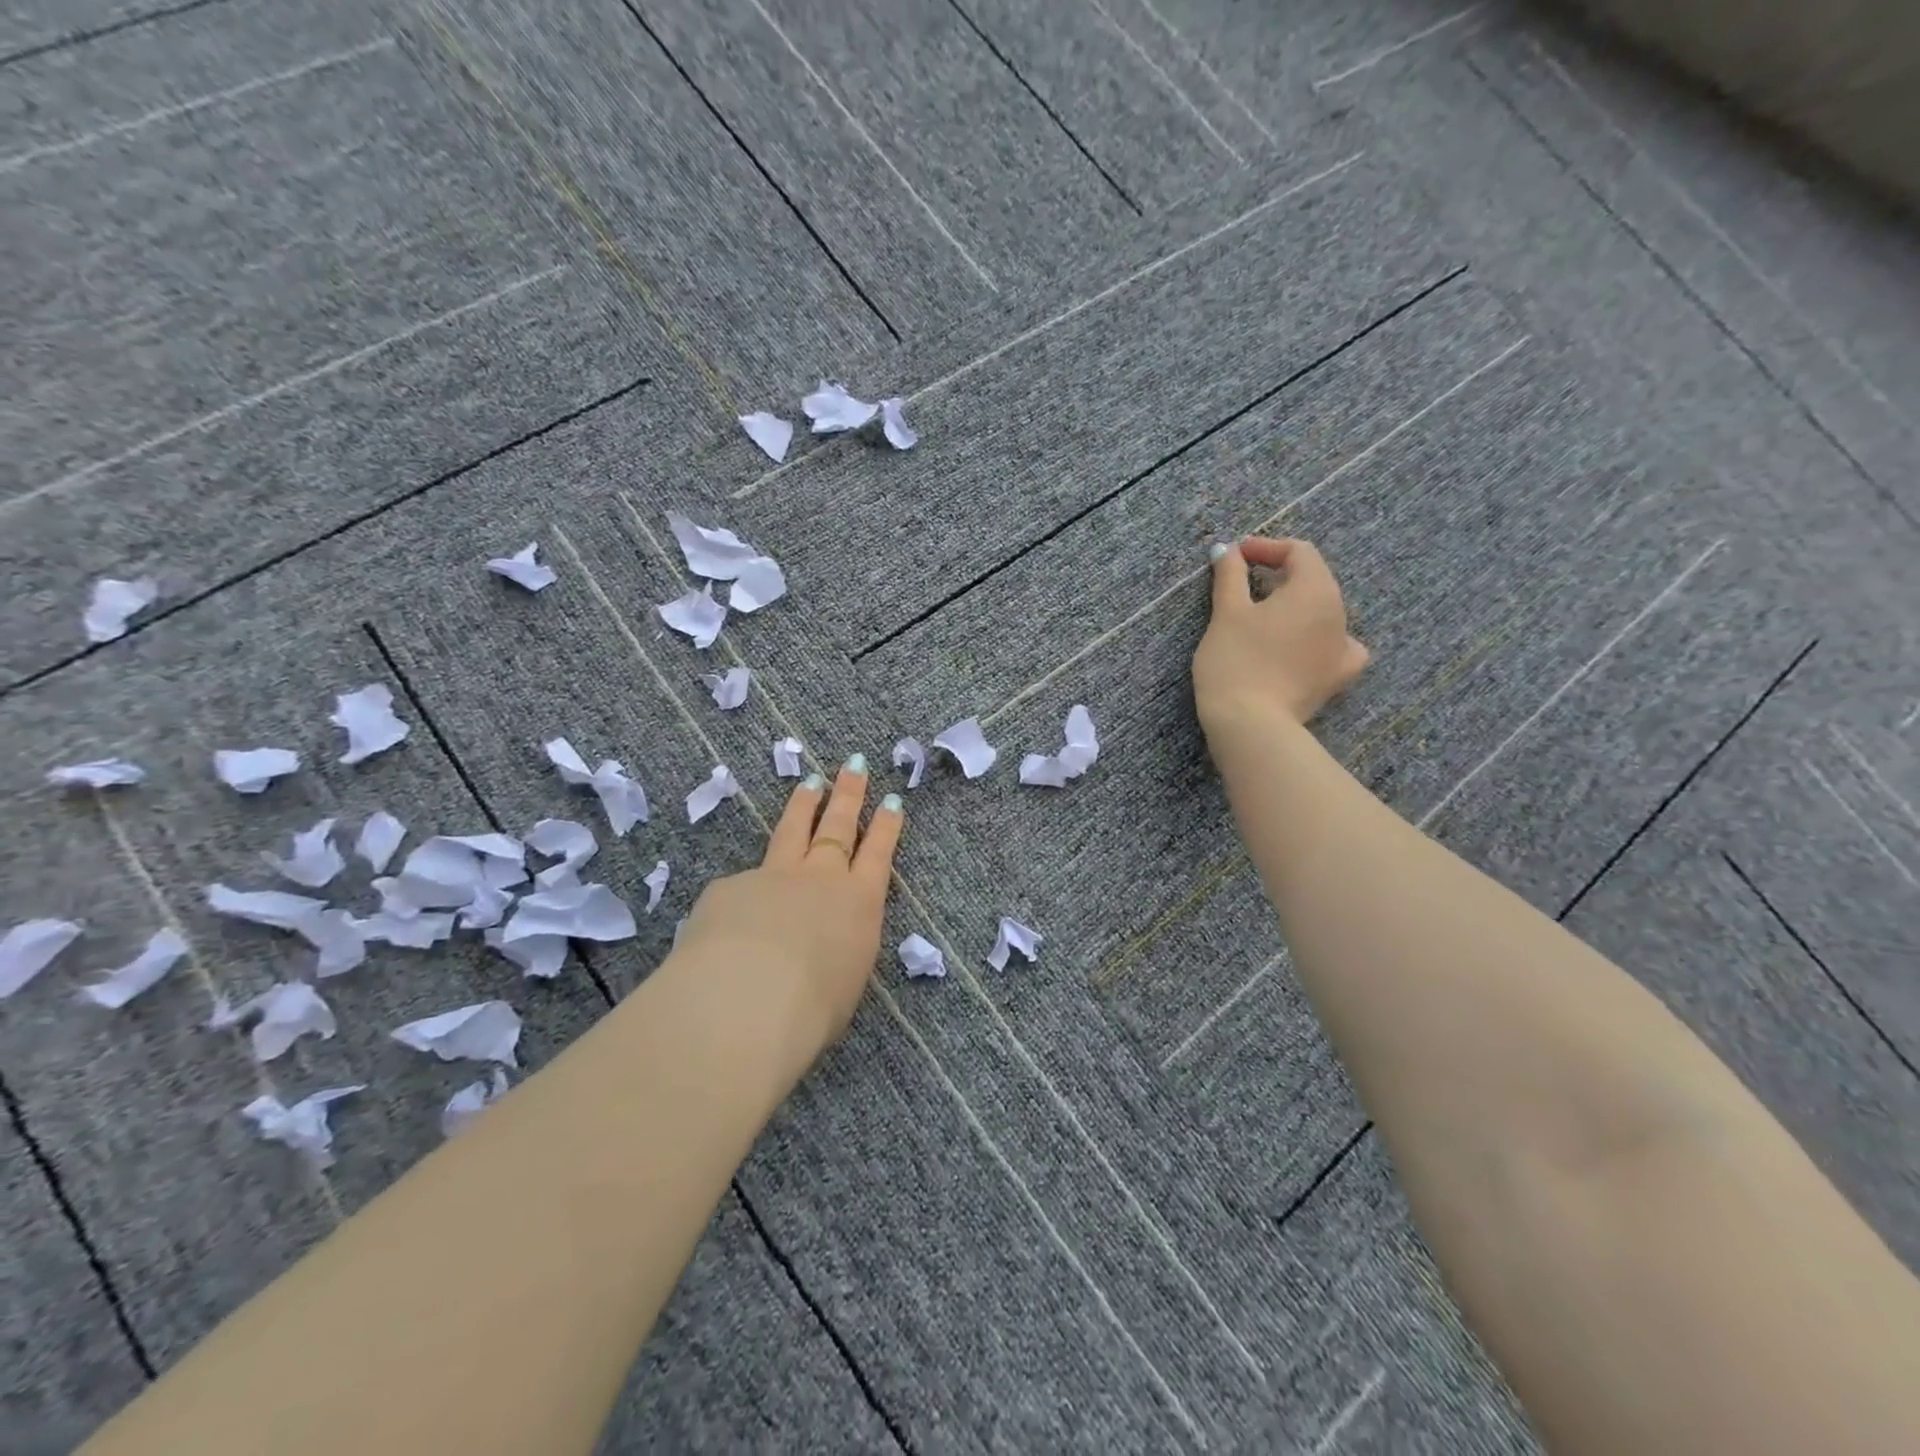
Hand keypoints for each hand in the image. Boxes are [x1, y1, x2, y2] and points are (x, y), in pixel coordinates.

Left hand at [671, 760, 902, 1066]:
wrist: (747, 1000)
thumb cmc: (812, 1007)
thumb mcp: (843, 982)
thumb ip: (837, 952)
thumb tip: (822, 945)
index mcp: (858, 903)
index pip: (877, 854)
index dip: (885, 827)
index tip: (891, 800)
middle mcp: (819, 879)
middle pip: (837, 826)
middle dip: (849, 795)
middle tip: (854, 765)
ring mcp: (773, 877)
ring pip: (792, 831)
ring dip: (803, 806)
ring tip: (810, 783)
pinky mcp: (730, 888)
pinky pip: (742, 883)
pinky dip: (746, 888)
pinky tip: (735, 908)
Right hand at [1192, 536, 1369, 730]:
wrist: (1250, 723)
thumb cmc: (1235, 660)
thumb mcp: (1226, 612)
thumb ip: (1230, 575)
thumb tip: (1227, 549)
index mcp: (1315, 589)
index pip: (1299, 552)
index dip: (1267, 547)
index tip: (1236, 555)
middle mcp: (1339, 612)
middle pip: (1314, 579)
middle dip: (1281, 574)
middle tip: (1245, 580)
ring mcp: (1344, 646)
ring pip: (1324, 611)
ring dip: (1296, 605)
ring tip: (1265, 614)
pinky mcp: (1337, 677)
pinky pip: (1338, 646)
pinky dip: (1320, 639)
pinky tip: (1304, 647)